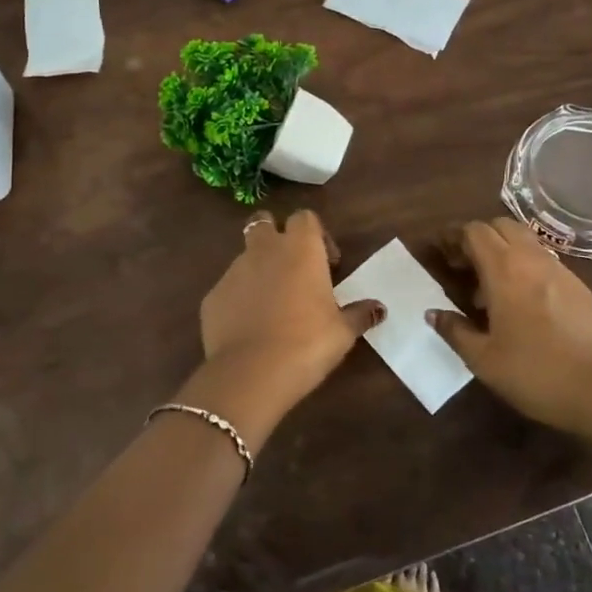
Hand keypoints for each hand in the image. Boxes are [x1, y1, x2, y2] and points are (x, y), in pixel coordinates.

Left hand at [180, 208, 382, 450]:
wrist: (251, 373)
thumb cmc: (307, 343)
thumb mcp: (342, 331)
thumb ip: (360, 314)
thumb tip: (379, 308)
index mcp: (300, 248)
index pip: (305, 218)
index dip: (317, 234)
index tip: (328, 263)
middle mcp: (264, 250)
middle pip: (263, 222)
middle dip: (275, 236)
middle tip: (291, 268)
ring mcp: (233, 271)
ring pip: (245, 257)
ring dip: (258, 270)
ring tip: (272, 304)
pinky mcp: (212, 296)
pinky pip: (229, 289)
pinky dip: (239, 299)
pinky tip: (250, 327)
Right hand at [429, 217, 591, 437]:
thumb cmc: (534, 373)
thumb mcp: (483, 359)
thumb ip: (455, 330)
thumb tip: (433, 313)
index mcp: (505, 270)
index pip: (475, 231)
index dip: (454, 236)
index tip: (441, 252)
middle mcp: (533, 260)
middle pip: (502, 226)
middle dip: (479, 237)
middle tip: (465, 266)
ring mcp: (561, 271)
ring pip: (526, 242)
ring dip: (503, 252)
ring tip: (490, 289)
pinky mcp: (580, 287)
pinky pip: (545, 262)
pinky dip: (526, 268)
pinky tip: (522, 304)